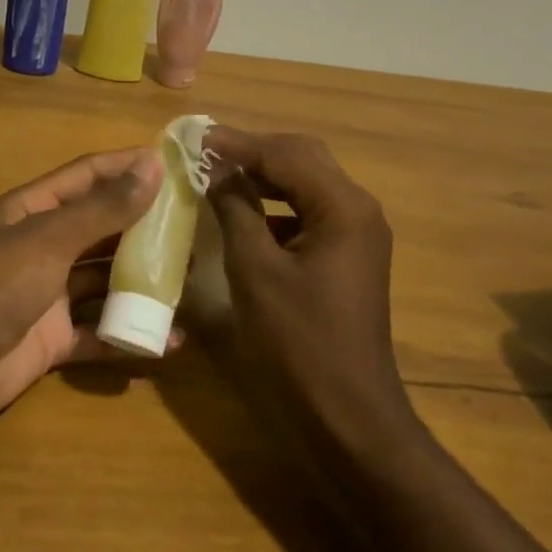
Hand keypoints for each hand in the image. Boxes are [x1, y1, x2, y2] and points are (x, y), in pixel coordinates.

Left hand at [0, 147, 166, 436]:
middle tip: (196, 227)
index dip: (129, 166)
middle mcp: (43, 246)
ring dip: (143, 280)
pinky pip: (100, 331)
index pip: (89, 176)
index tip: (178, 164)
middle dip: (145, 227)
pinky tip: (170, 340)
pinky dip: (130, 334)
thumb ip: (102, 208)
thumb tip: (152, 164)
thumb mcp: (48, 240)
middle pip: (102, 228)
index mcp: (34, 210)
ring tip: (192, 277)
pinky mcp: (52, 339)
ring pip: (105, 280)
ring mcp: (48, 294)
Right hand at [203, 127, 409, 446]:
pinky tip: (244, 211)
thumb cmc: (298, 343)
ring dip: (264, 174)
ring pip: (307, 183)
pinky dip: (276, 204)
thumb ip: (236, 210)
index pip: (286, 154)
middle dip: (253, 151)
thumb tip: (215, 170)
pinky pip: (309, 212)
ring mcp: (357, 234)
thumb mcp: (256, 270)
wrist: (347, 415)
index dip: (237, 143)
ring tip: (217, 172)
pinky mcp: (347, 256)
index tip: (194, 135)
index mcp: (343, 207)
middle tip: (205, 150)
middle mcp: (358, 210)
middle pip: (303, 159)